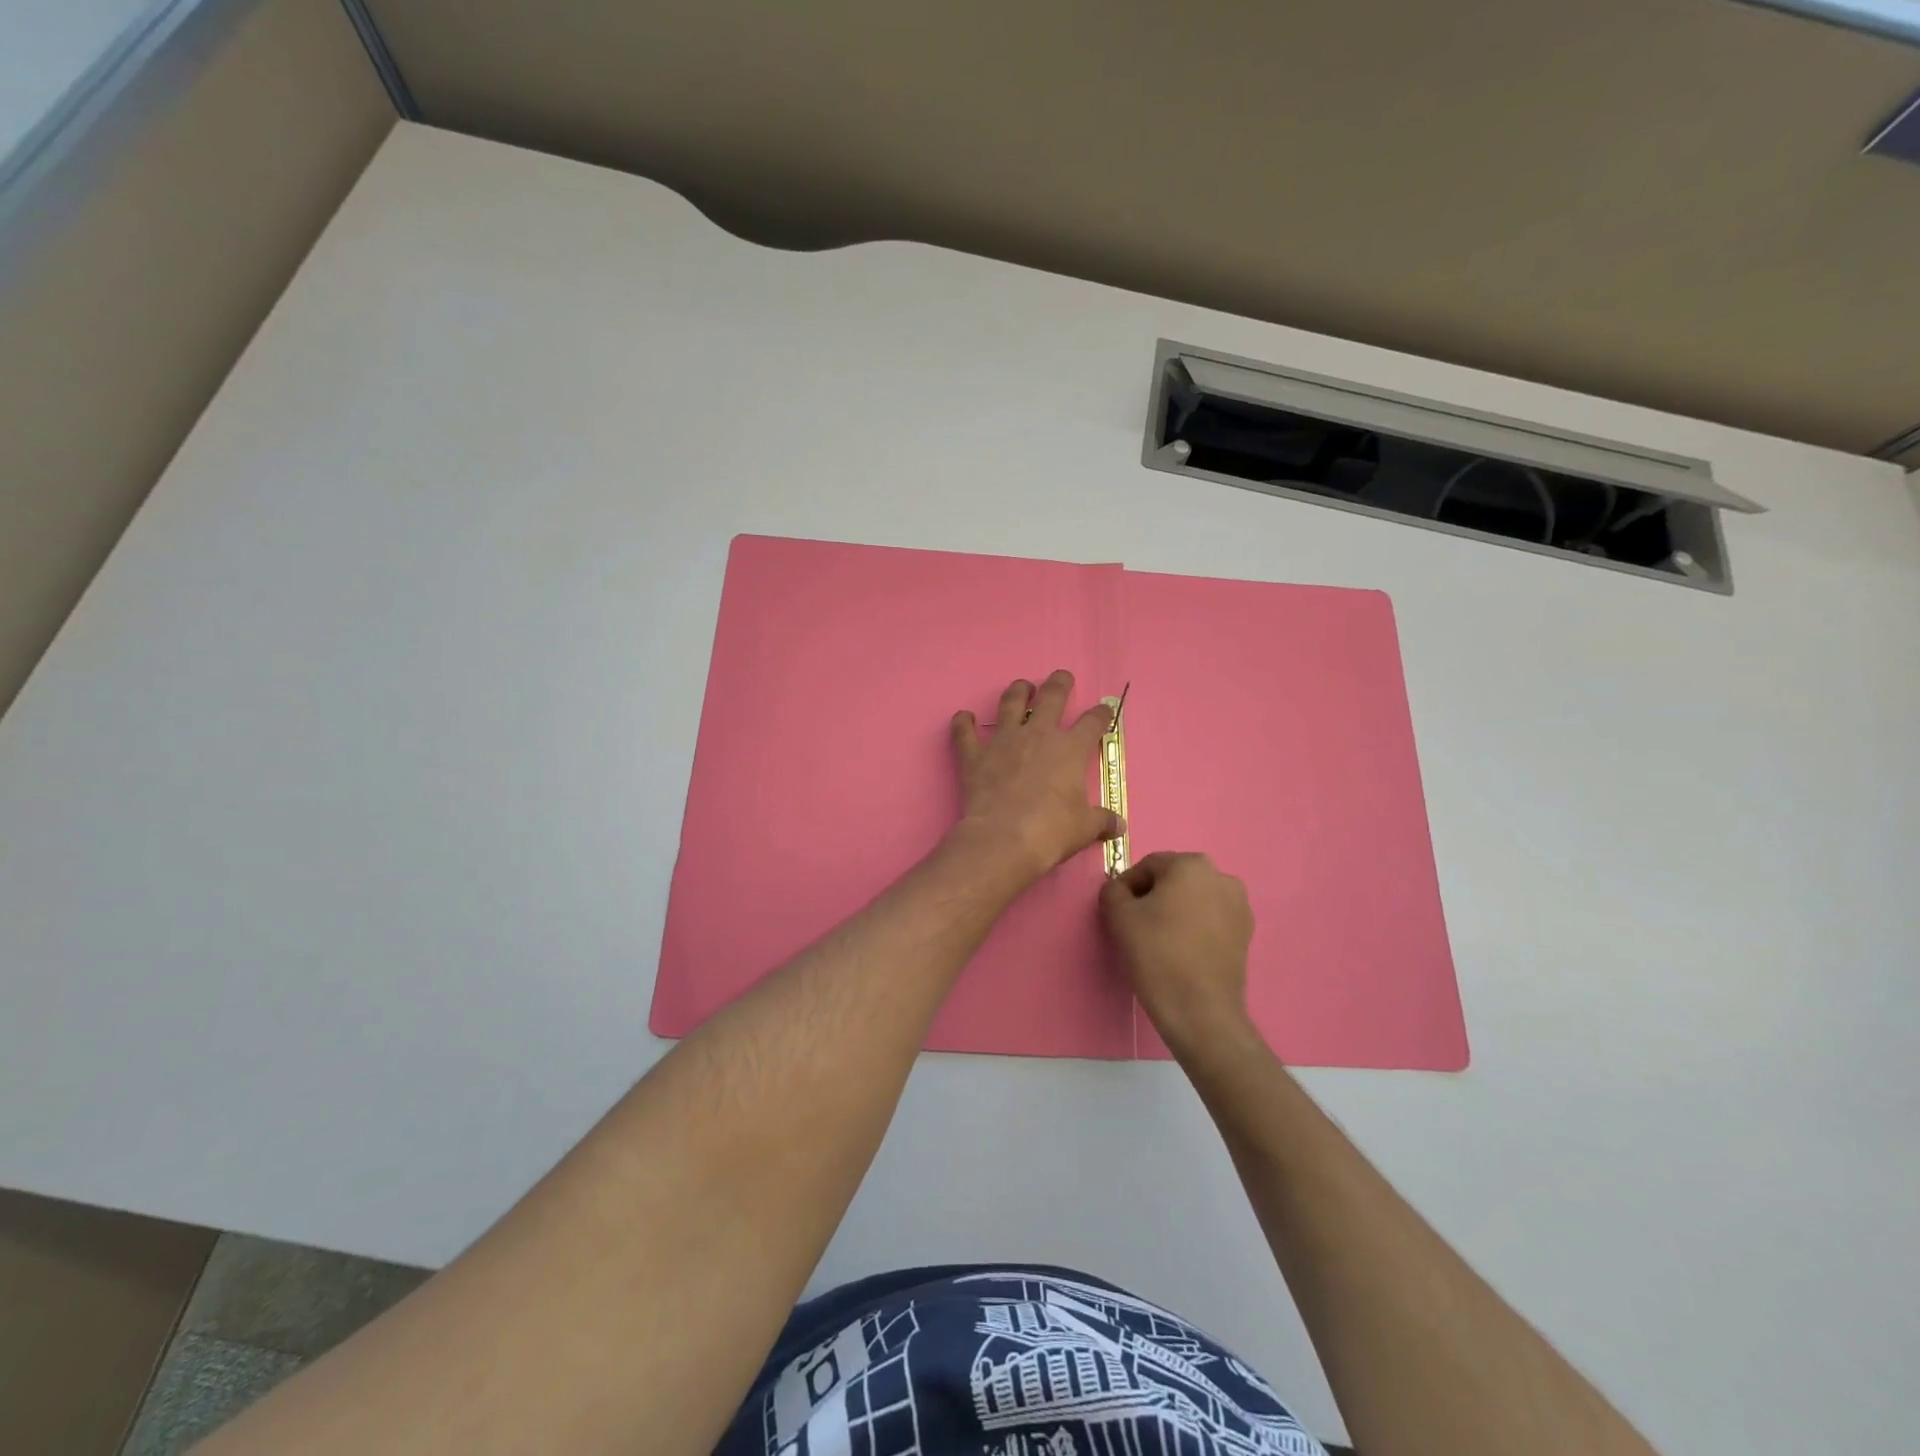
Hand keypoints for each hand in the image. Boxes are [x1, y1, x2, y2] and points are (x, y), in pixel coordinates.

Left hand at [949, 671, 1121, 885]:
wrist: (1004, 839)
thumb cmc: (1052, 830)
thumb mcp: (1084, 828)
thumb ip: (1101, 821)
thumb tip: (1119, 827)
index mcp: (1070, 749)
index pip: (1092, 723)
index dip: (1101, 714)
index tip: (1104, 711)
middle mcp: (1038, 736)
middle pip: (1051, 698)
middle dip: (1059, 684)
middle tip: (1062, 676)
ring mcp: (1003, 742)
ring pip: (1010, 704)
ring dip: (1017, 692)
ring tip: (1022, 686)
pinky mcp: (975, 756)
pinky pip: (965, 733)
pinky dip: (963, 723)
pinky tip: (963, 717)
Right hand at [1101, 852, 1255, 1055]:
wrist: (1200, 1011)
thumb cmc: (1157, 954)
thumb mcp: (1119, 915)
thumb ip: (1112, 890)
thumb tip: (1119, 889)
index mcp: (1192, 864)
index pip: (1148, 866)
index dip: (1127, 886)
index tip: (1117, 911)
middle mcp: (1222, 877)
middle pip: (1174, 880)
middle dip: (1153, 897)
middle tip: (1135, 925)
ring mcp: (1240, 906)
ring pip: (1194, 899)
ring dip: (1175, 911)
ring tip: (1158, 939)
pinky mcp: (1246, 934)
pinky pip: (1211, 919)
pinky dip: (1194, 927)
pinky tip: (1181, 951)